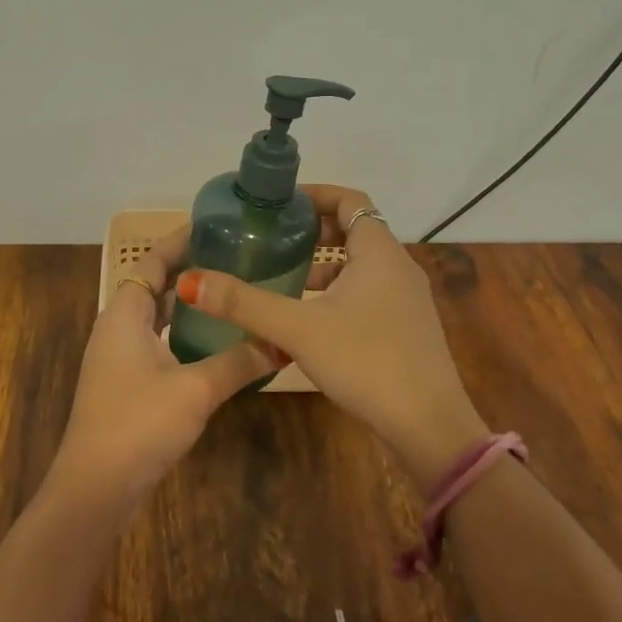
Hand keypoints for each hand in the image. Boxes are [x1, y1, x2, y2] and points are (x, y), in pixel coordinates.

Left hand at [46, 226, 278, 512]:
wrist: (95, 489)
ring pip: (155, 318)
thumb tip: (281, 343)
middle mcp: (117, 328)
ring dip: (185, 305)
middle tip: (233, 259)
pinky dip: (180, 334)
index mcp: (124, 314)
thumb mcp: (196, 389)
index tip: (214, 226)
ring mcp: (118, 359)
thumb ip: (239, 362)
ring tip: (228, 293)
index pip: (152, 262)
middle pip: (153, 286)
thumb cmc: (139, 424)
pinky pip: (156, 343)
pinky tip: (213, 345)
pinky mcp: (125, 385)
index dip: (179, 241)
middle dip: (189, 271)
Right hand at [176, 185, 486, 487]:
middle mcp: (398, 267)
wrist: (429, 426)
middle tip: (275, 239)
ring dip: (326, 264)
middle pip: (355, 230)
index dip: (315, 195)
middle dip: (315, 230)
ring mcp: (407, 299)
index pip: (350, 200)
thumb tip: (192, 280)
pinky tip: (311, 319)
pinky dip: (338, 291)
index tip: (280, 204)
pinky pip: (368, 291)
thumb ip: (245, 304)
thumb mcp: (298, 330)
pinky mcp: (407, 328)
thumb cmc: (367, 361)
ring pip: (361, 265)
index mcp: (378, 252)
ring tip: (285, 276)